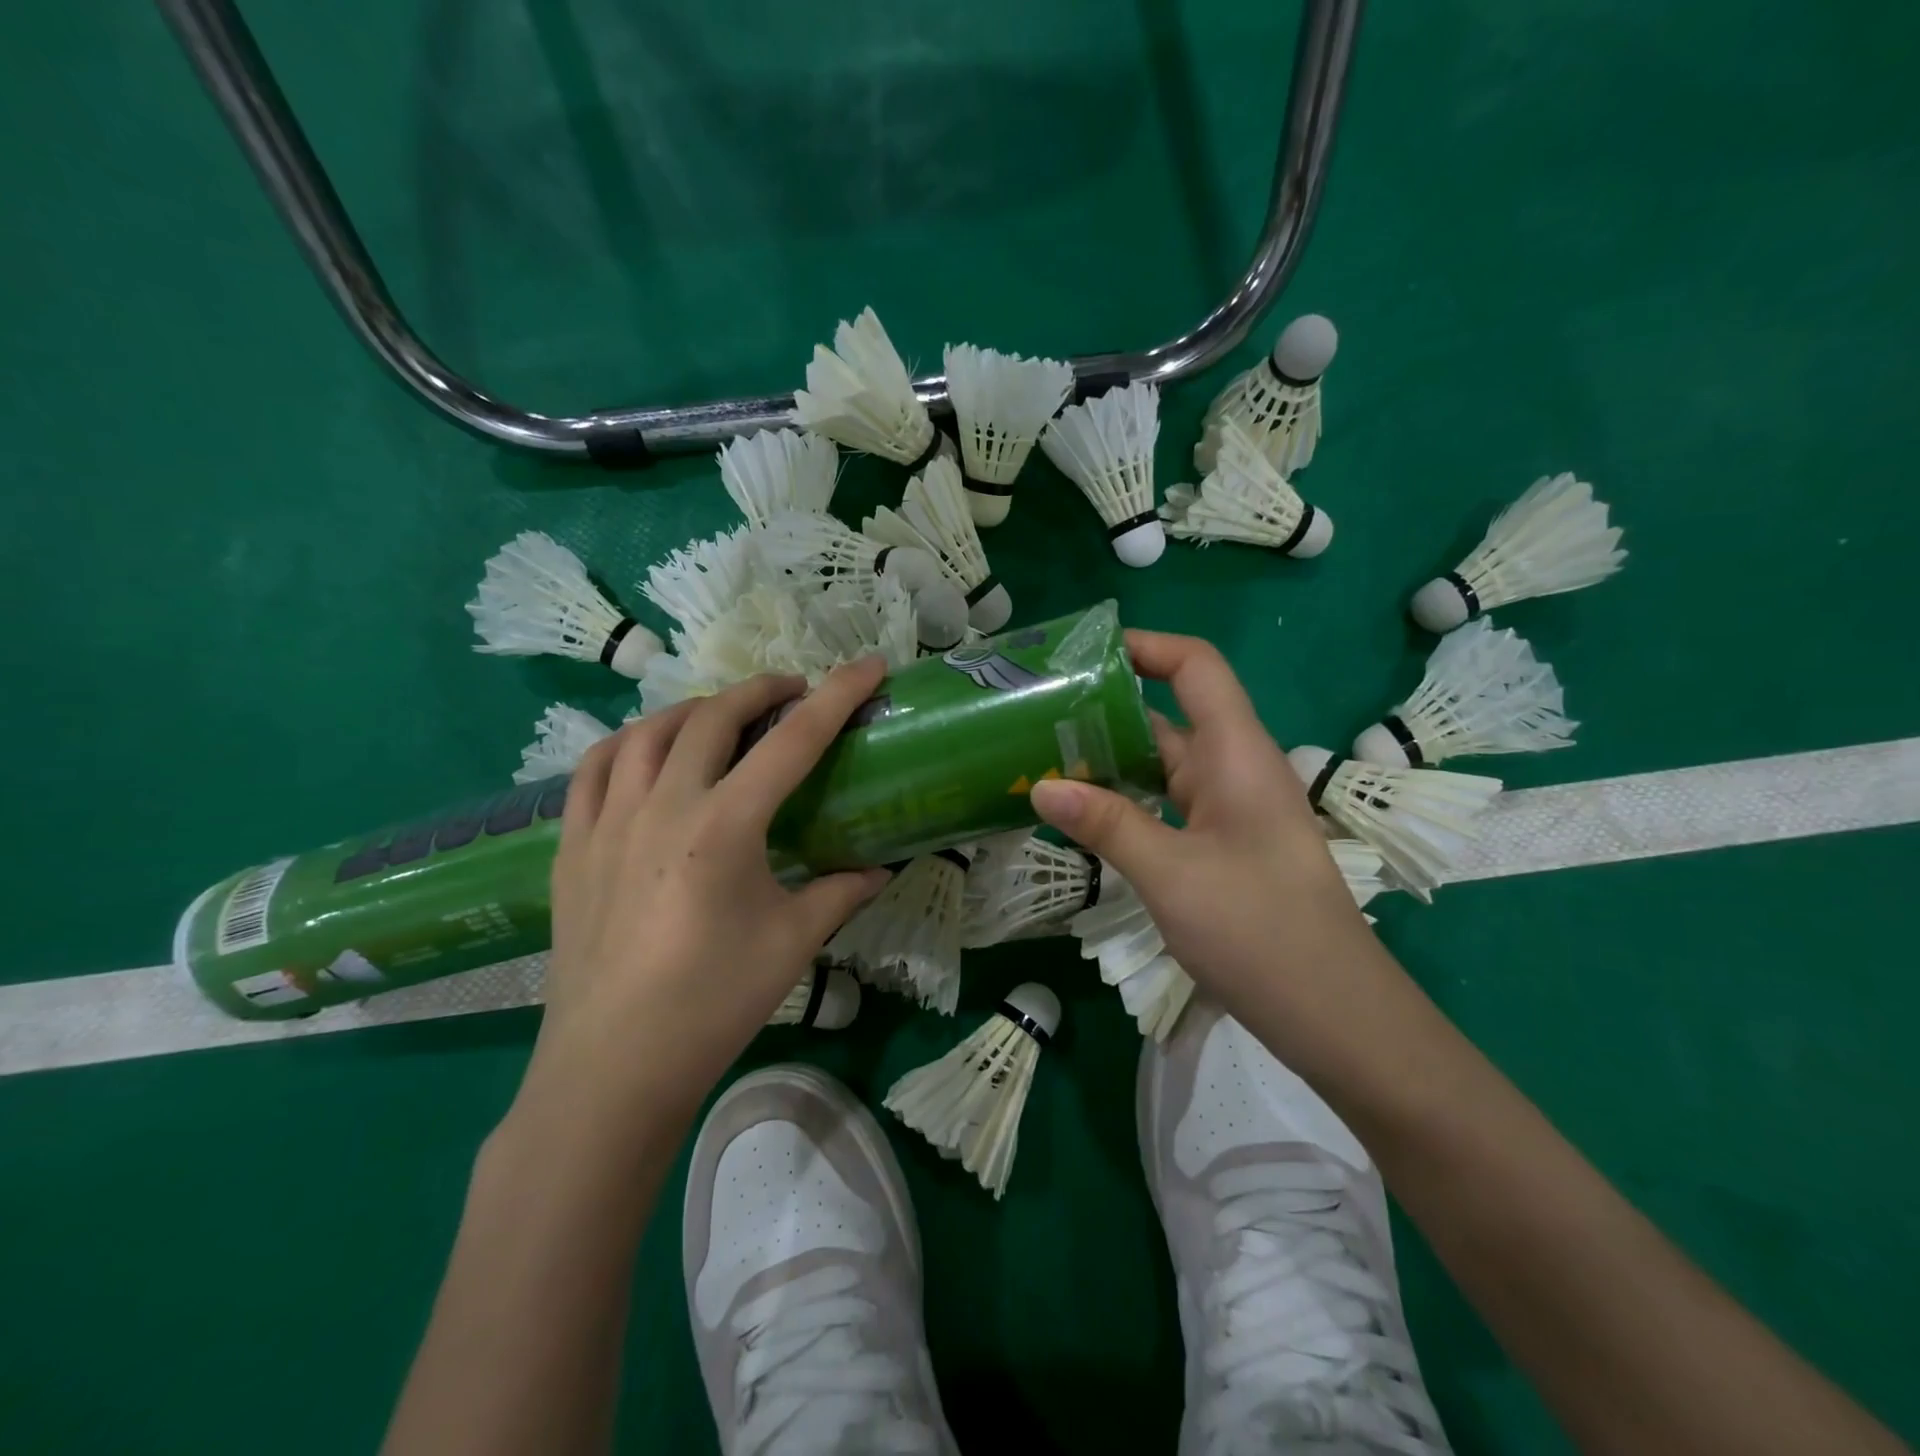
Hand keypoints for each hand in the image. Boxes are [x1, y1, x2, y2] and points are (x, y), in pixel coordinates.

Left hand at [516, 660, 890, 1138]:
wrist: (613, 1068)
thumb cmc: (713, 1004)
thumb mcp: (792, 943)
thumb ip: (840, 892)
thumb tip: (878, 868)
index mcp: (723, 827)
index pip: (792, 742)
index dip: (836, 697)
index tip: (868, 666)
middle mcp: (661, 806)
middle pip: (713, 717)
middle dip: (761, 691)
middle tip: (793, 692)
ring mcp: (606, 822)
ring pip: (647, 731)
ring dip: (694, 710)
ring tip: (723, 718)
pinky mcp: (571, 845)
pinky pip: (594, 768)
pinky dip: (628, 743)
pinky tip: (646, 753)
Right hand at [1029, 631, 1379, 1043]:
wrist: (1333, 1013)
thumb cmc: (1259, 930)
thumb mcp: (1171, 874)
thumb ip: (1106, 824)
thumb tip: (1041, 785)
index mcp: (1235, 754)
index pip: (1195, 667)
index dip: (1145, 646)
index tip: (1083, 656)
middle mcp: (1234, 769)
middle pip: (1169, 714)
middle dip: (1106, 708)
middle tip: (1037, 713)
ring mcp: (1229, 809)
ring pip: (1163, 764)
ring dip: (1110, 759)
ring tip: (1042, 758)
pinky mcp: (1221, 845)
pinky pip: (1166, 803)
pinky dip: (1125, 799)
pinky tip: (1082, 814)